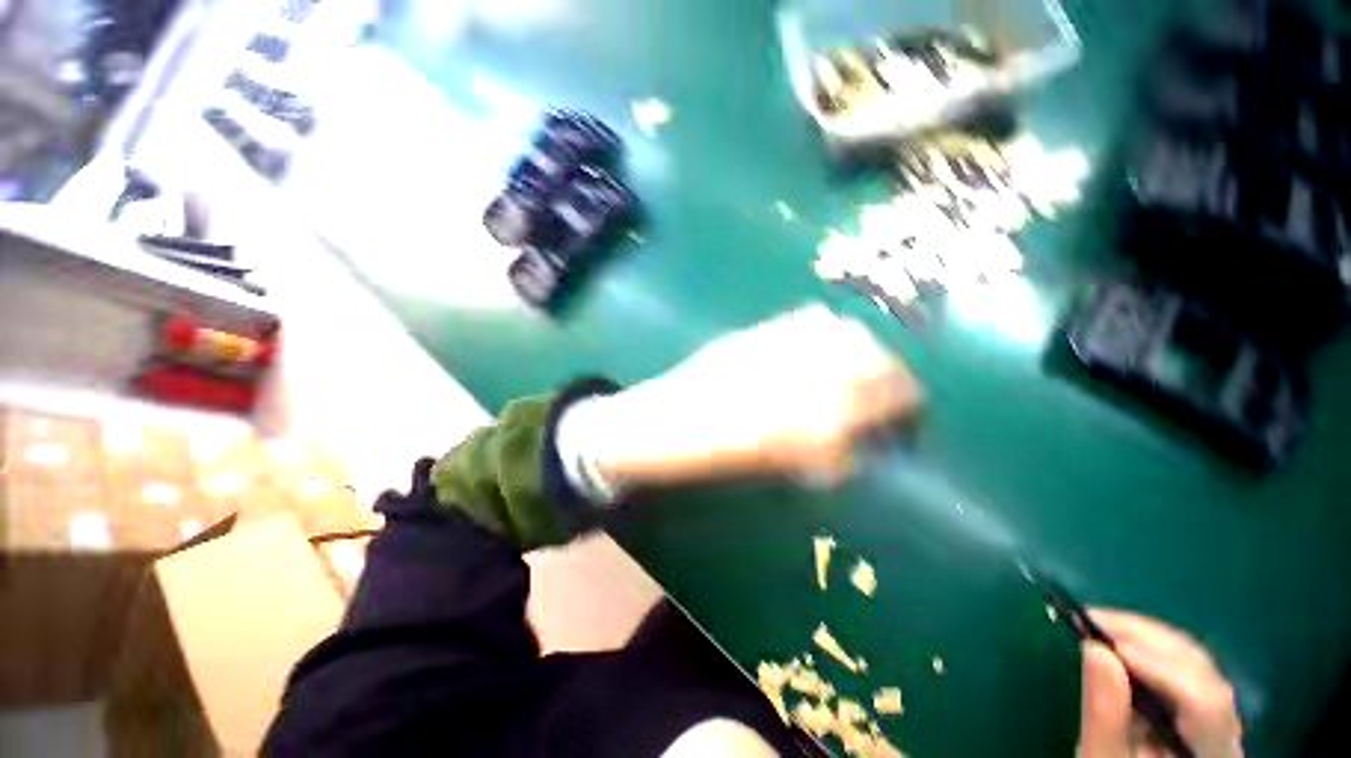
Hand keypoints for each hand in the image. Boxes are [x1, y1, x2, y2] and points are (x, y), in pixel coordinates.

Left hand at [565, 304, 921, 493]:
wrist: (667, 421)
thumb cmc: (719, 454)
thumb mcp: (784, 464)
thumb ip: (833, 447)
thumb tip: (866, 436)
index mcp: (816, 423)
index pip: (889, 404)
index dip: (909, 407)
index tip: (910, 414)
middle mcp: (807, 379)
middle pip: (876, 363)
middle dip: (894, 376)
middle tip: (890, 388)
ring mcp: (781, 348)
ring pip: (846, 333)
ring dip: (863, 348)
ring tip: (859, 363)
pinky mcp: (758, 332)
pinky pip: (807, 319)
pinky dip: (826, 329)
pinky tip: (822, 342)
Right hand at [1078, 610, 1242, 757]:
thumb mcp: (1102, 755)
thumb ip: (1105, 714)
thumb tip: (1094, 648)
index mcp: (1212, 753)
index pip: (1202, 702)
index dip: (1158, 666)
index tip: (1103, 641)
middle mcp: (1227, 731)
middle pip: (1200, 673)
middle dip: (1147, 639)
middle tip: (1093, 617)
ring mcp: (1219, 717)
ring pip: (1194, 663)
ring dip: (1147, 638)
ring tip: (1099, 623)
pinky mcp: (1201, 705)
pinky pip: (1185, 667)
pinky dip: (1150, 647)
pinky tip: (1120, 640)